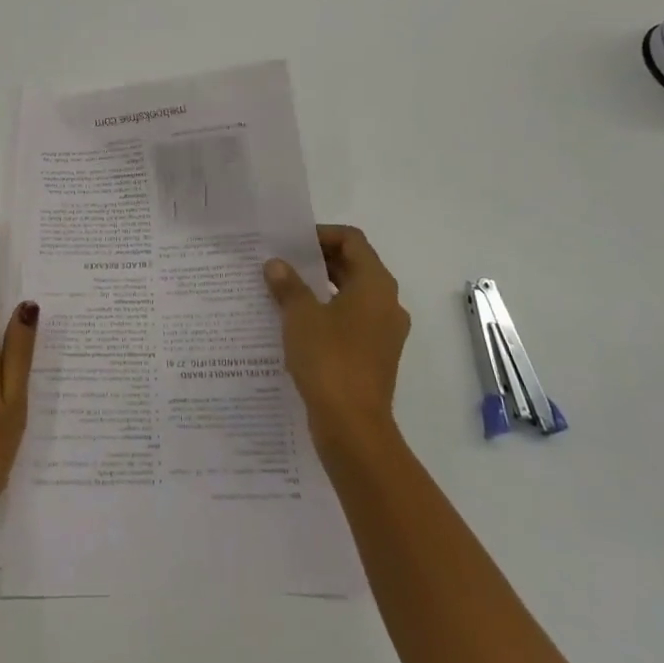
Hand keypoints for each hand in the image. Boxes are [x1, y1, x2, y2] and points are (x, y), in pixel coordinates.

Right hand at [263, 225, 409, 454]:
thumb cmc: (329, 360)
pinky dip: (328, 314)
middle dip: (318, 260)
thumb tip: (276, 265)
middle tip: (283, 262)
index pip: (352, 240)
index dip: (322, 234)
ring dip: (321, 288)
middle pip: (355, 266)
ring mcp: (384, 332)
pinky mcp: (375, 356)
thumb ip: (288, 285)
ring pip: (352, 295)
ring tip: (285, 290)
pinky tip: (297, 324)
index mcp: (375, 285)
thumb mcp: (300, 316)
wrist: (353, 427)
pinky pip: (352, 321)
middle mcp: (387, 304)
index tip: (292, 243)